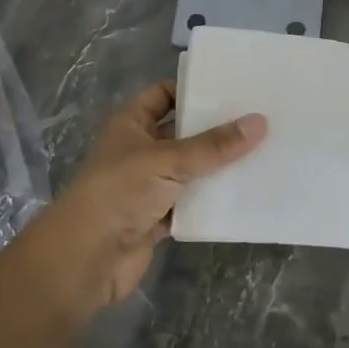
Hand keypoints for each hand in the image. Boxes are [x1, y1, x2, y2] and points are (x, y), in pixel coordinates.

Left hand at [33, 82, 266, 311]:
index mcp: (131, 124)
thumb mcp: (169, 160)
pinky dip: (212, 201)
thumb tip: (260, 122)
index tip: (231, 88)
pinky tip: (245, 192)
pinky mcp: (158, 218)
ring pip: (190, 170)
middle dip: (215, 129)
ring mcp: (148, 186)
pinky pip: (192, 203)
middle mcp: (139, 150)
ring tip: (262, 151)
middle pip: (183, 132)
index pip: (163, 95)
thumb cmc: (120, 192)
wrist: (86, 259)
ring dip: (218, 166)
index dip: (192, 89)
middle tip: (258, 118)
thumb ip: (214, 145)